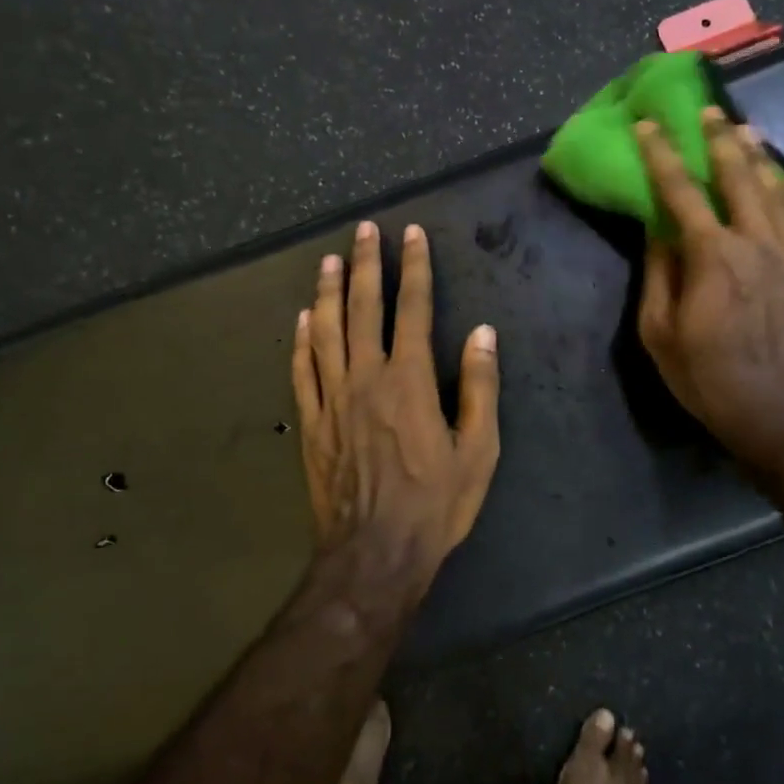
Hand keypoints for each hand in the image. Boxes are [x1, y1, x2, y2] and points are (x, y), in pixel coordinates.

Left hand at [292, 220, 501, 576]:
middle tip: (363, 229)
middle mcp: (366, 378)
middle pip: (363, 308)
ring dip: (327, 292)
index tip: (411, 235)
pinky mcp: (311, 424)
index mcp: (409, 380)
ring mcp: (332, 399)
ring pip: (326, 332)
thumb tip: (482, 333)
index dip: (414, 268)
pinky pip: (301, 372)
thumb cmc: (435, 503)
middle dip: (366, 264)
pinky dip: (300, 341)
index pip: (413, 309)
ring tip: (328, 261)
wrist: (375, 553)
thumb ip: (479, 386)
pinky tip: (301, 319)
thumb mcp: (478, 449)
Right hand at [635, 109, 783, 480]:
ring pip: (778, 195)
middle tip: (711, 112)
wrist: (780, 417)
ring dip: (761, 160)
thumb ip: (659, 276)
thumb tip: (659, 232)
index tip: (650, 125)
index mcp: (712, 257)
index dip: (662, 156)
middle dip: (721, 142)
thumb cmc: (708, 379)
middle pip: (738, 180)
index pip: (680, 193)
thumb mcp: (660, 334)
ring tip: (749, 132)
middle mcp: (756, 245)